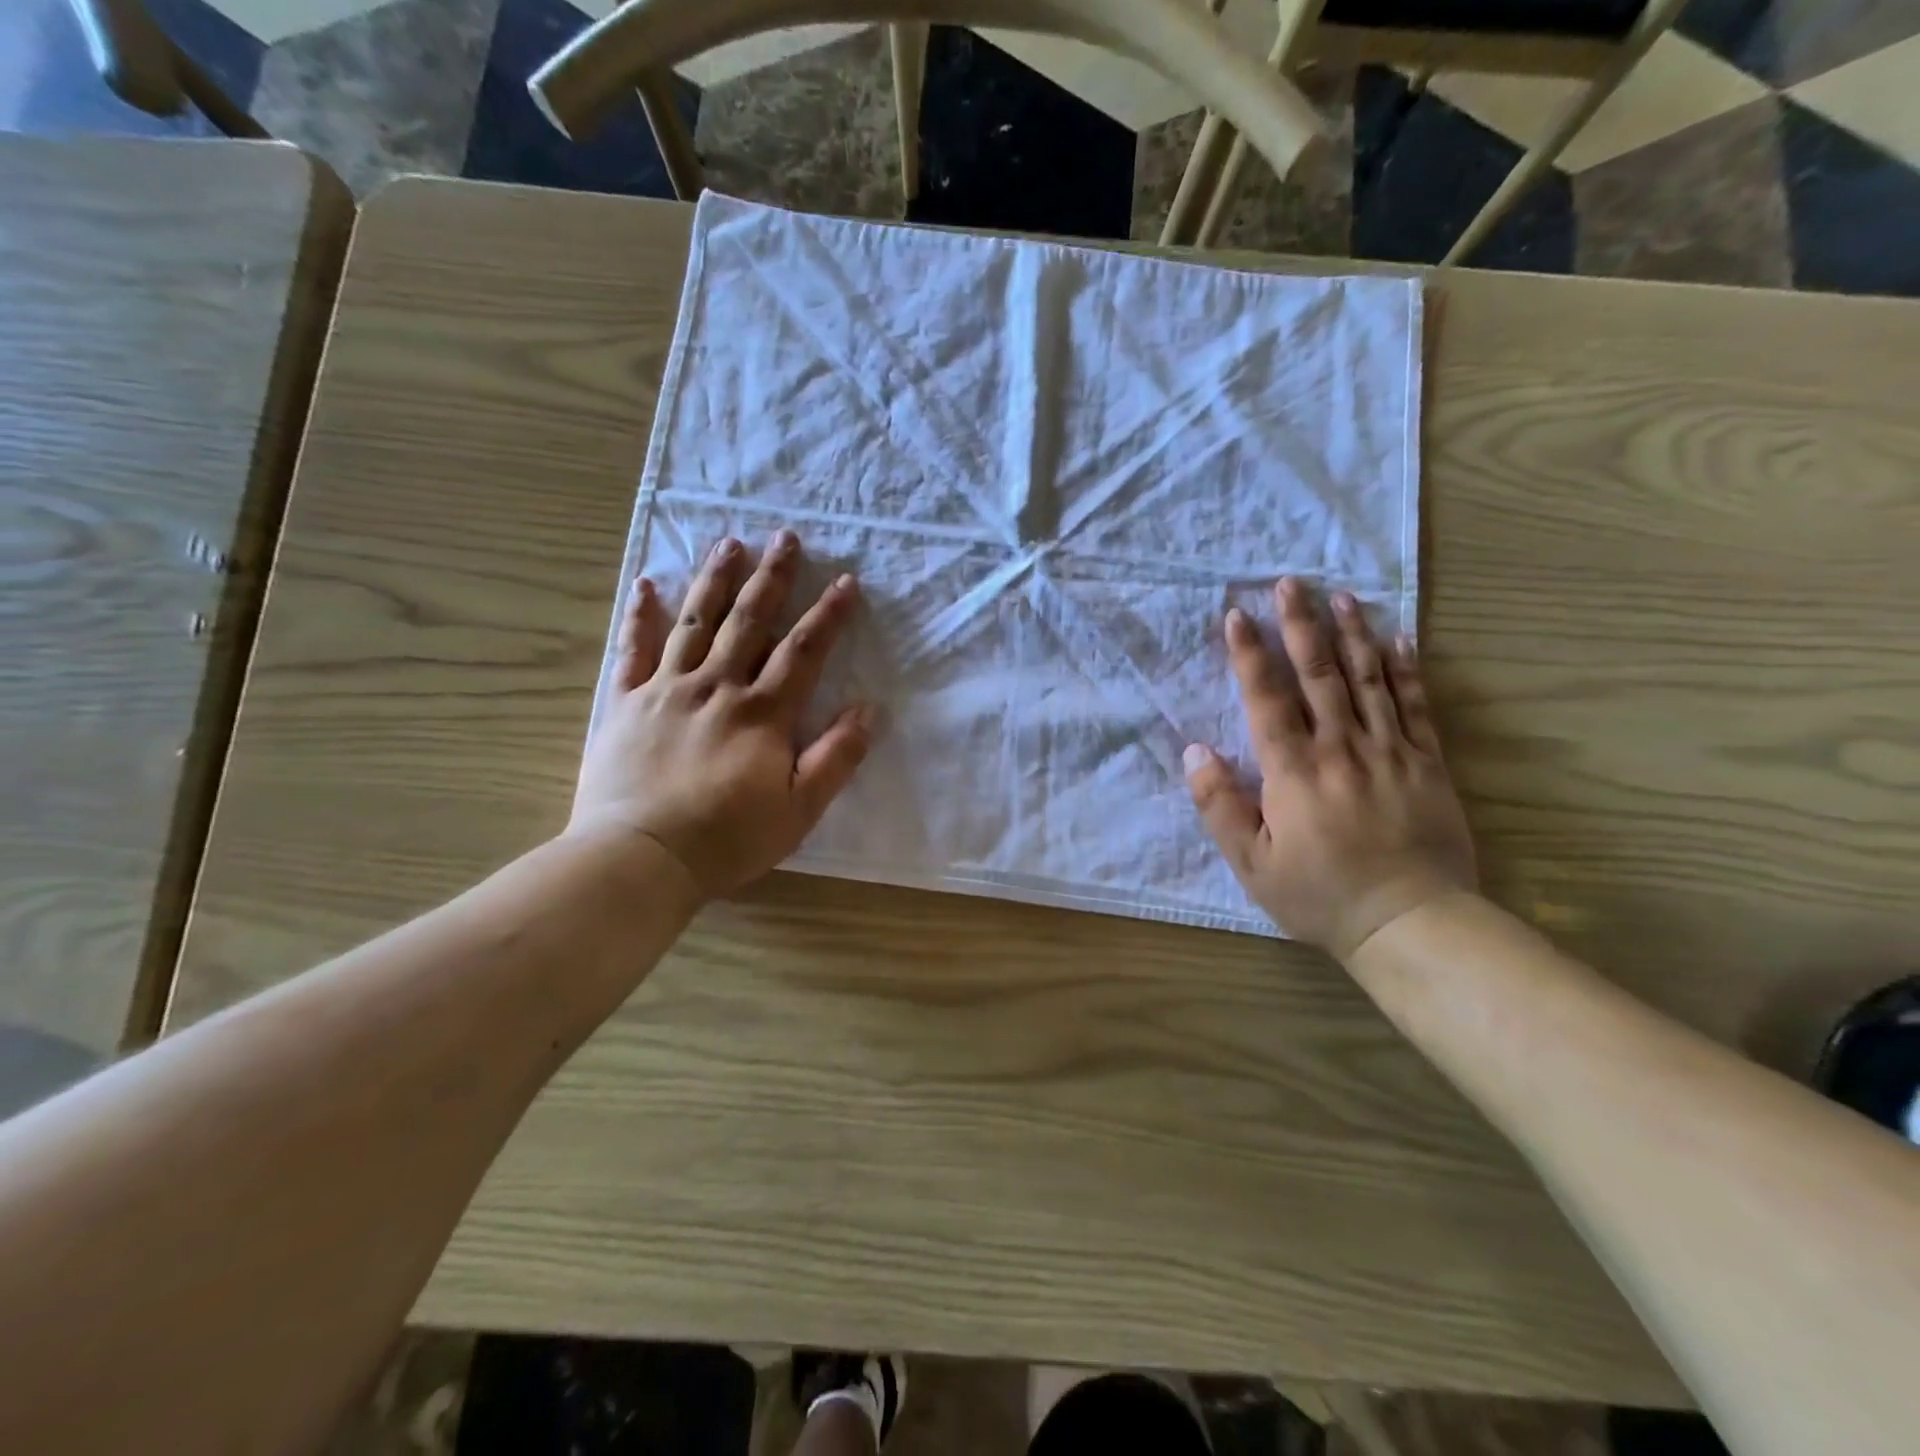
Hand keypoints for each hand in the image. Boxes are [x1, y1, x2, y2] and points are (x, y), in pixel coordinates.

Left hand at [570, 530, 872, 899]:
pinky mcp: (626, 703)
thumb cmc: (728, 838)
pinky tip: (646, 585)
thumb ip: (835, 757)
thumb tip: (867, 709)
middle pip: (749, 621)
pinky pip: (633, 649)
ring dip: (715, 580)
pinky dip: (641, 616)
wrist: (640, 857)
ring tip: (729, 543)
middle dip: (772, 578)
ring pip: (696, 622)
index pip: (803, 652)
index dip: (828, 615)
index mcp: (762, 713)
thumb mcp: (800, 809)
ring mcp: (667, 690)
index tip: (846, 581)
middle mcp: (717, 687)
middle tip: (785, 536)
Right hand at [1184, 578, 1476, 959]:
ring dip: (1351, 634)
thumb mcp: (1252, 864)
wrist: (1411, 922)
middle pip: (1319, 675)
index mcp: (1295, 771)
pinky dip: (1406, 668)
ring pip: (1368, 680)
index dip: (1250, 656)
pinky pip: (1416, 705)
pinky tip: (1398, 637)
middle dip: (1300, 625)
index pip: (1267, 700)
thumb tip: (1195, 753)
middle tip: (1289, 583)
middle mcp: (1342, 749)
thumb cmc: (1320, 895)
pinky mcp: (1427, 763)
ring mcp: (1390, 751)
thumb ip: (1220, 806)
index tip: (1237, 615)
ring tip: (1339, 595)